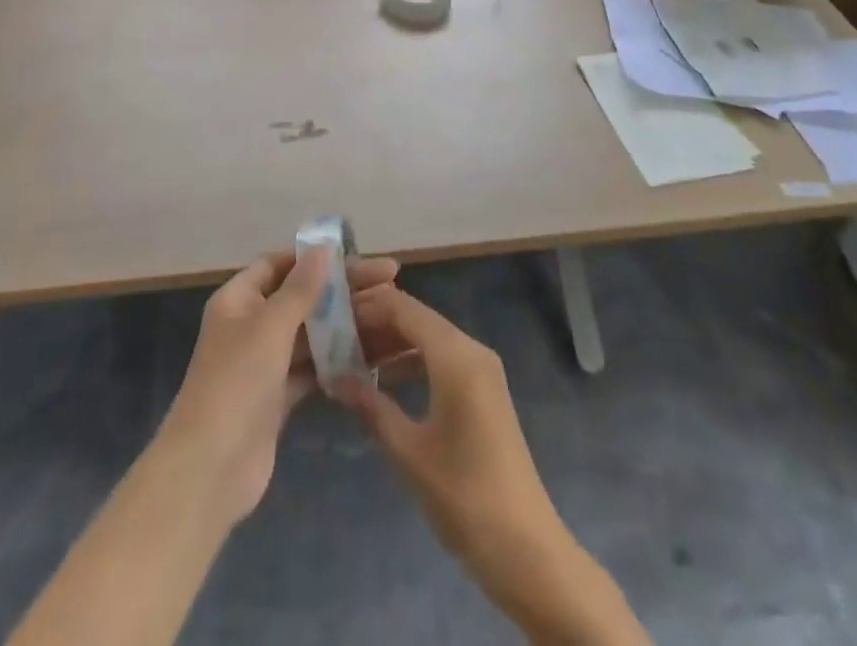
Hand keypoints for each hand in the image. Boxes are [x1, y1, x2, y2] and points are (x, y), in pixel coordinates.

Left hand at [156, 248, 400, 526]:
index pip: (280, 264)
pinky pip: (311, 368)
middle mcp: (249, 325)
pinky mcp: (276, 398)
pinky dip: (335, 361)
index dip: (316, 257)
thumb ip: (300, 288)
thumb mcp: (270, 327)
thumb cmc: (236, 384)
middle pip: (300, 297)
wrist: (210, 471)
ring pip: (309, 334)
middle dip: (340, 290)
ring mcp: (263, 363)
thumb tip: (322, 247)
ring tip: (388, 316)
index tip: (358, 254)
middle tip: (390, 282)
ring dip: (343, 325)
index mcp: (238, 299)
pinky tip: (371, 356)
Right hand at [334, 288, 562, 575]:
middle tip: (334, 339)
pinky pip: (441, 358)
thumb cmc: (463, 496)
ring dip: (392, 343)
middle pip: (416, 318)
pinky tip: (383, 382)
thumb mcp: (408, 452)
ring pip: (428, 337)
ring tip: (350, 360)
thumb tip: (335, 379)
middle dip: (375, 324)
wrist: (526, 549)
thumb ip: (371, 407)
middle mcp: (471, 349)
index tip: (330, 317)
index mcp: (455, 356)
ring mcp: (482, 369)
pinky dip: (412, 360)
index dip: (366, 307)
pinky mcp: (484, 390)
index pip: (403, 308)